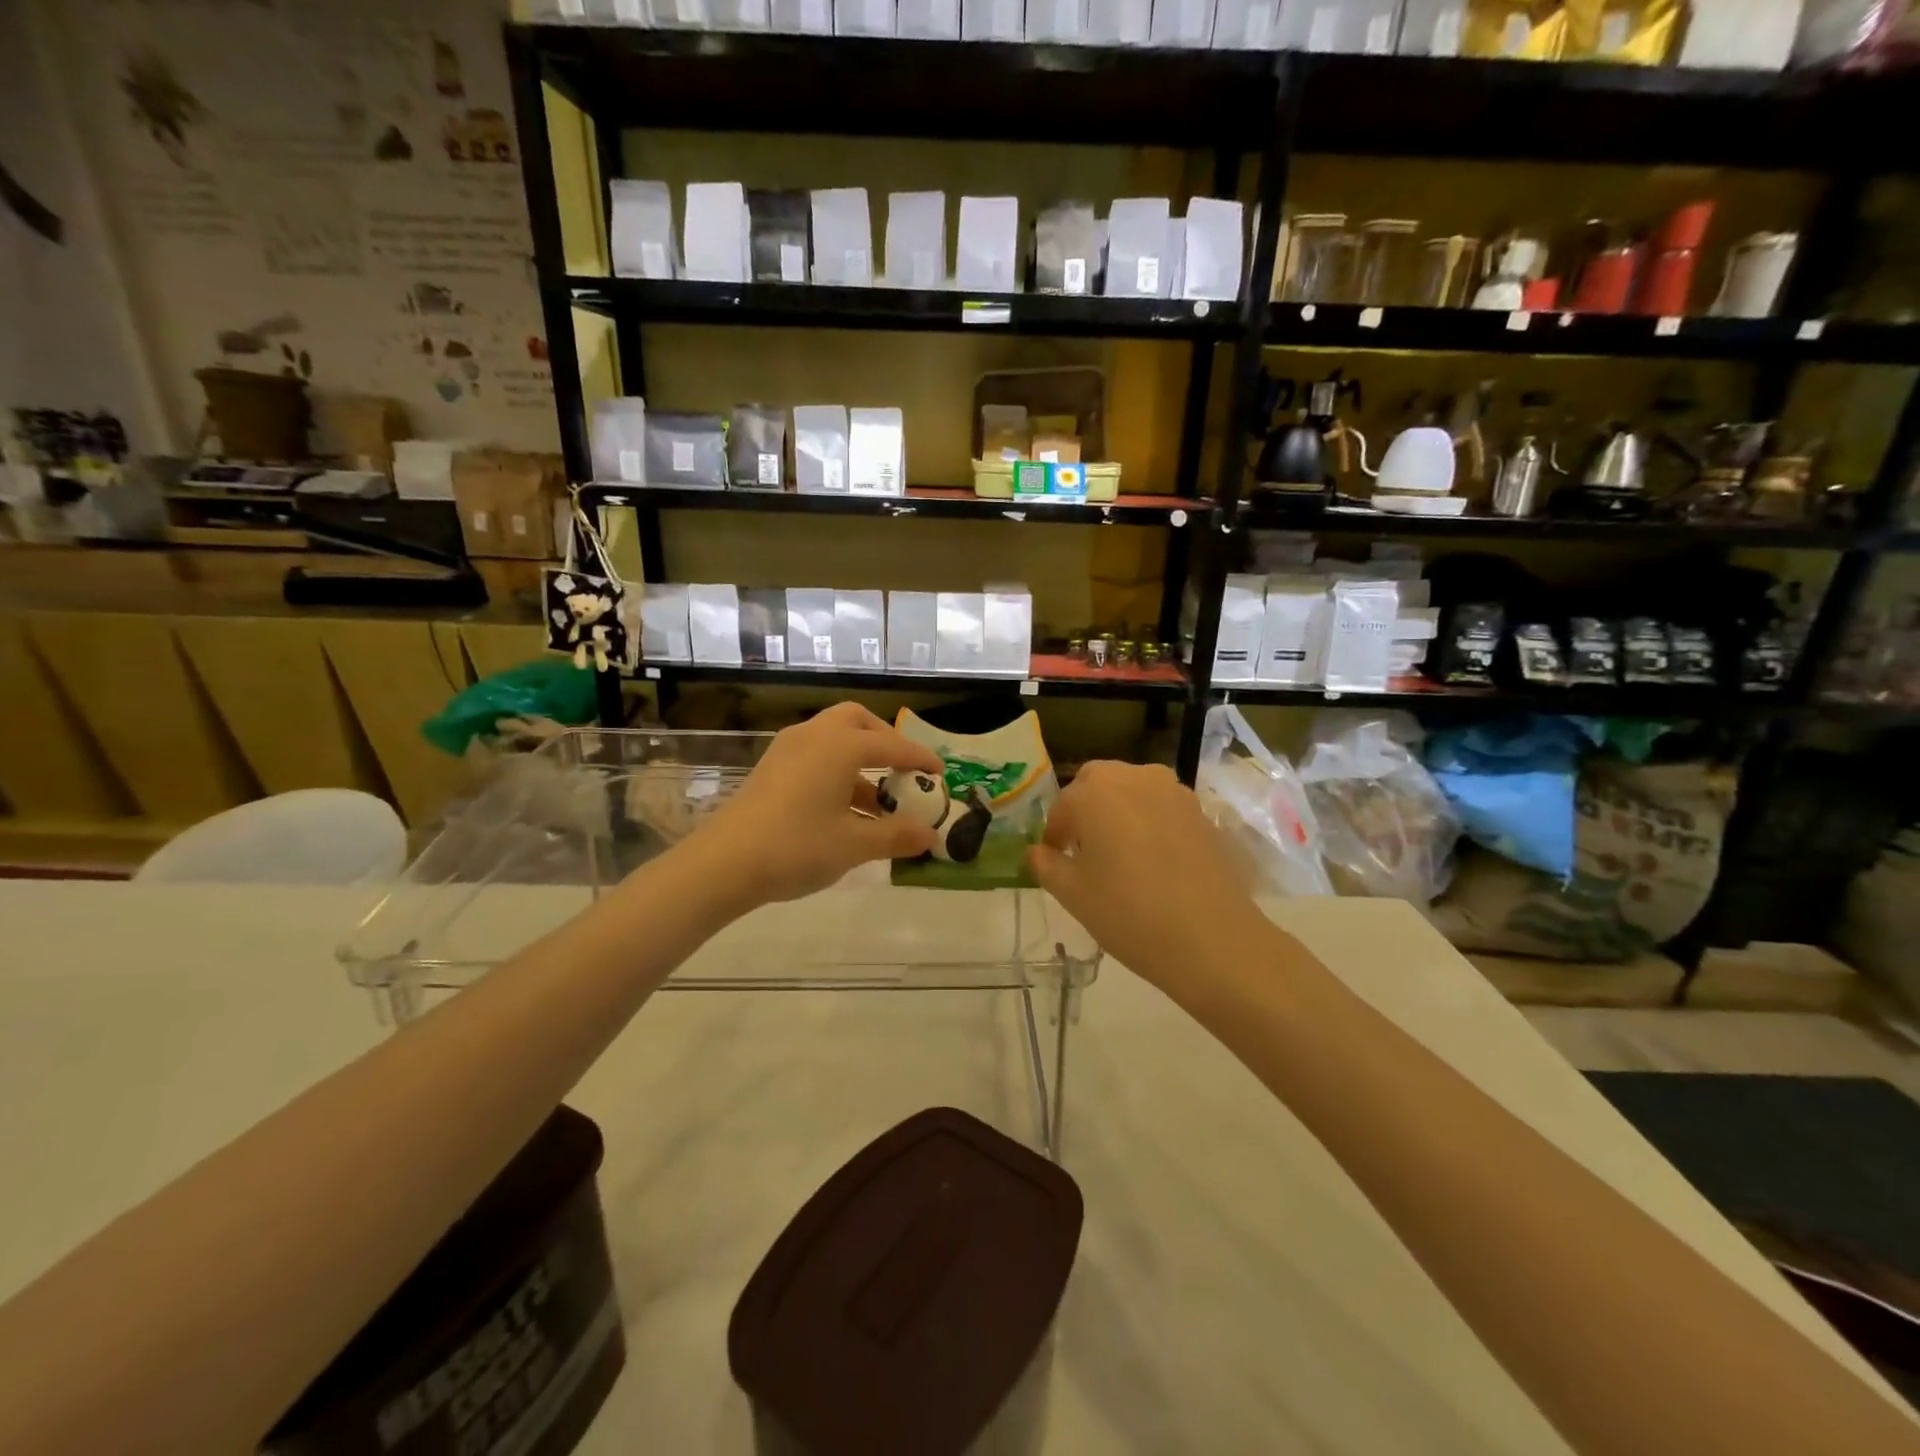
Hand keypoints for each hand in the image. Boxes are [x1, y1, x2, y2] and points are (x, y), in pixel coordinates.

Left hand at [689, 703, 945, 909]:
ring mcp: (788, 750)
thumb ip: (896, 836)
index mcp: (840, 746)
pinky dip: (837, 771)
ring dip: (860, 761)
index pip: (892, 745)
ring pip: (833, 739)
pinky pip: (815, 756)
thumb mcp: (854, 845)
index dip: (920, 759)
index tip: (940, 772)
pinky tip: (844, 811)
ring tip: (878, 803)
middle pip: (857, 722)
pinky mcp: (771, 768)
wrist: (723, 863)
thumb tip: (931, 836)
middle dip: (884, 741)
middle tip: (902, 769)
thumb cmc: (796, 847)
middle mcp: (815, 736)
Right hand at [1029, 762, 1268, 992]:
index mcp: (1095, 791)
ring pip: (1132, 790)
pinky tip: (1151, 860)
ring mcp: (1173, 791)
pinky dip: (1148, 821)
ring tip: (1118, 854)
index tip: (1053, 861)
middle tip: (1082, 850)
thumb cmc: (1128, 913)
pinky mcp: (1200, 811)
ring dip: (1117, 811)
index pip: (1061, 806)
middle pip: (1097, 783)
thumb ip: (1045, 864)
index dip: (1053, 835)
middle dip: (1084, 810)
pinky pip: (1161, 806)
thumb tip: (1036, 851)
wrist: (1212, 939)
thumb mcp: (1072, 894)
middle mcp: (1134, 777)